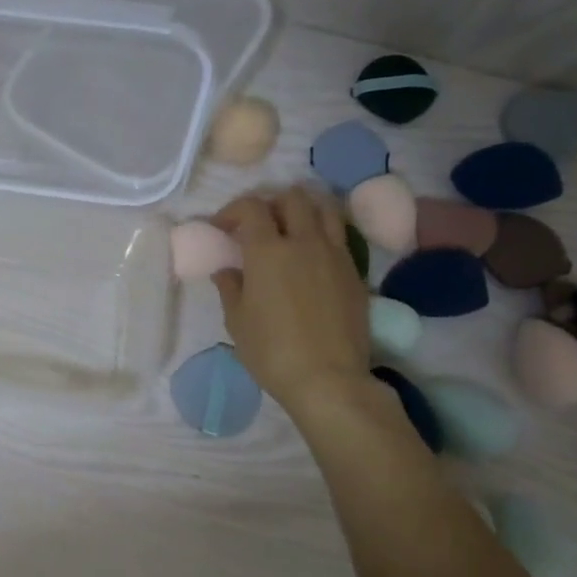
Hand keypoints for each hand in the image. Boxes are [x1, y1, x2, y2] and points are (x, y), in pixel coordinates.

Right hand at [211, 189, 370, 418]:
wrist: (327, 378)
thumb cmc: (271, 352)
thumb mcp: (237, 322)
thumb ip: (230, 288)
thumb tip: (227, 270)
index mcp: (267, 251)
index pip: (251, 208)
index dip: (232, 210)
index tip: (222, 227)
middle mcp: (304, 242)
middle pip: (292, 198)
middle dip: (270, 203)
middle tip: (257, 225)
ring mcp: (334, 253)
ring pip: (324, 208)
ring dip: (303, 208)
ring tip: (290, 227)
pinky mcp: (354, 270)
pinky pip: (339, 234)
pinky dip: (323, 231)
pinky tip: (311, 253)